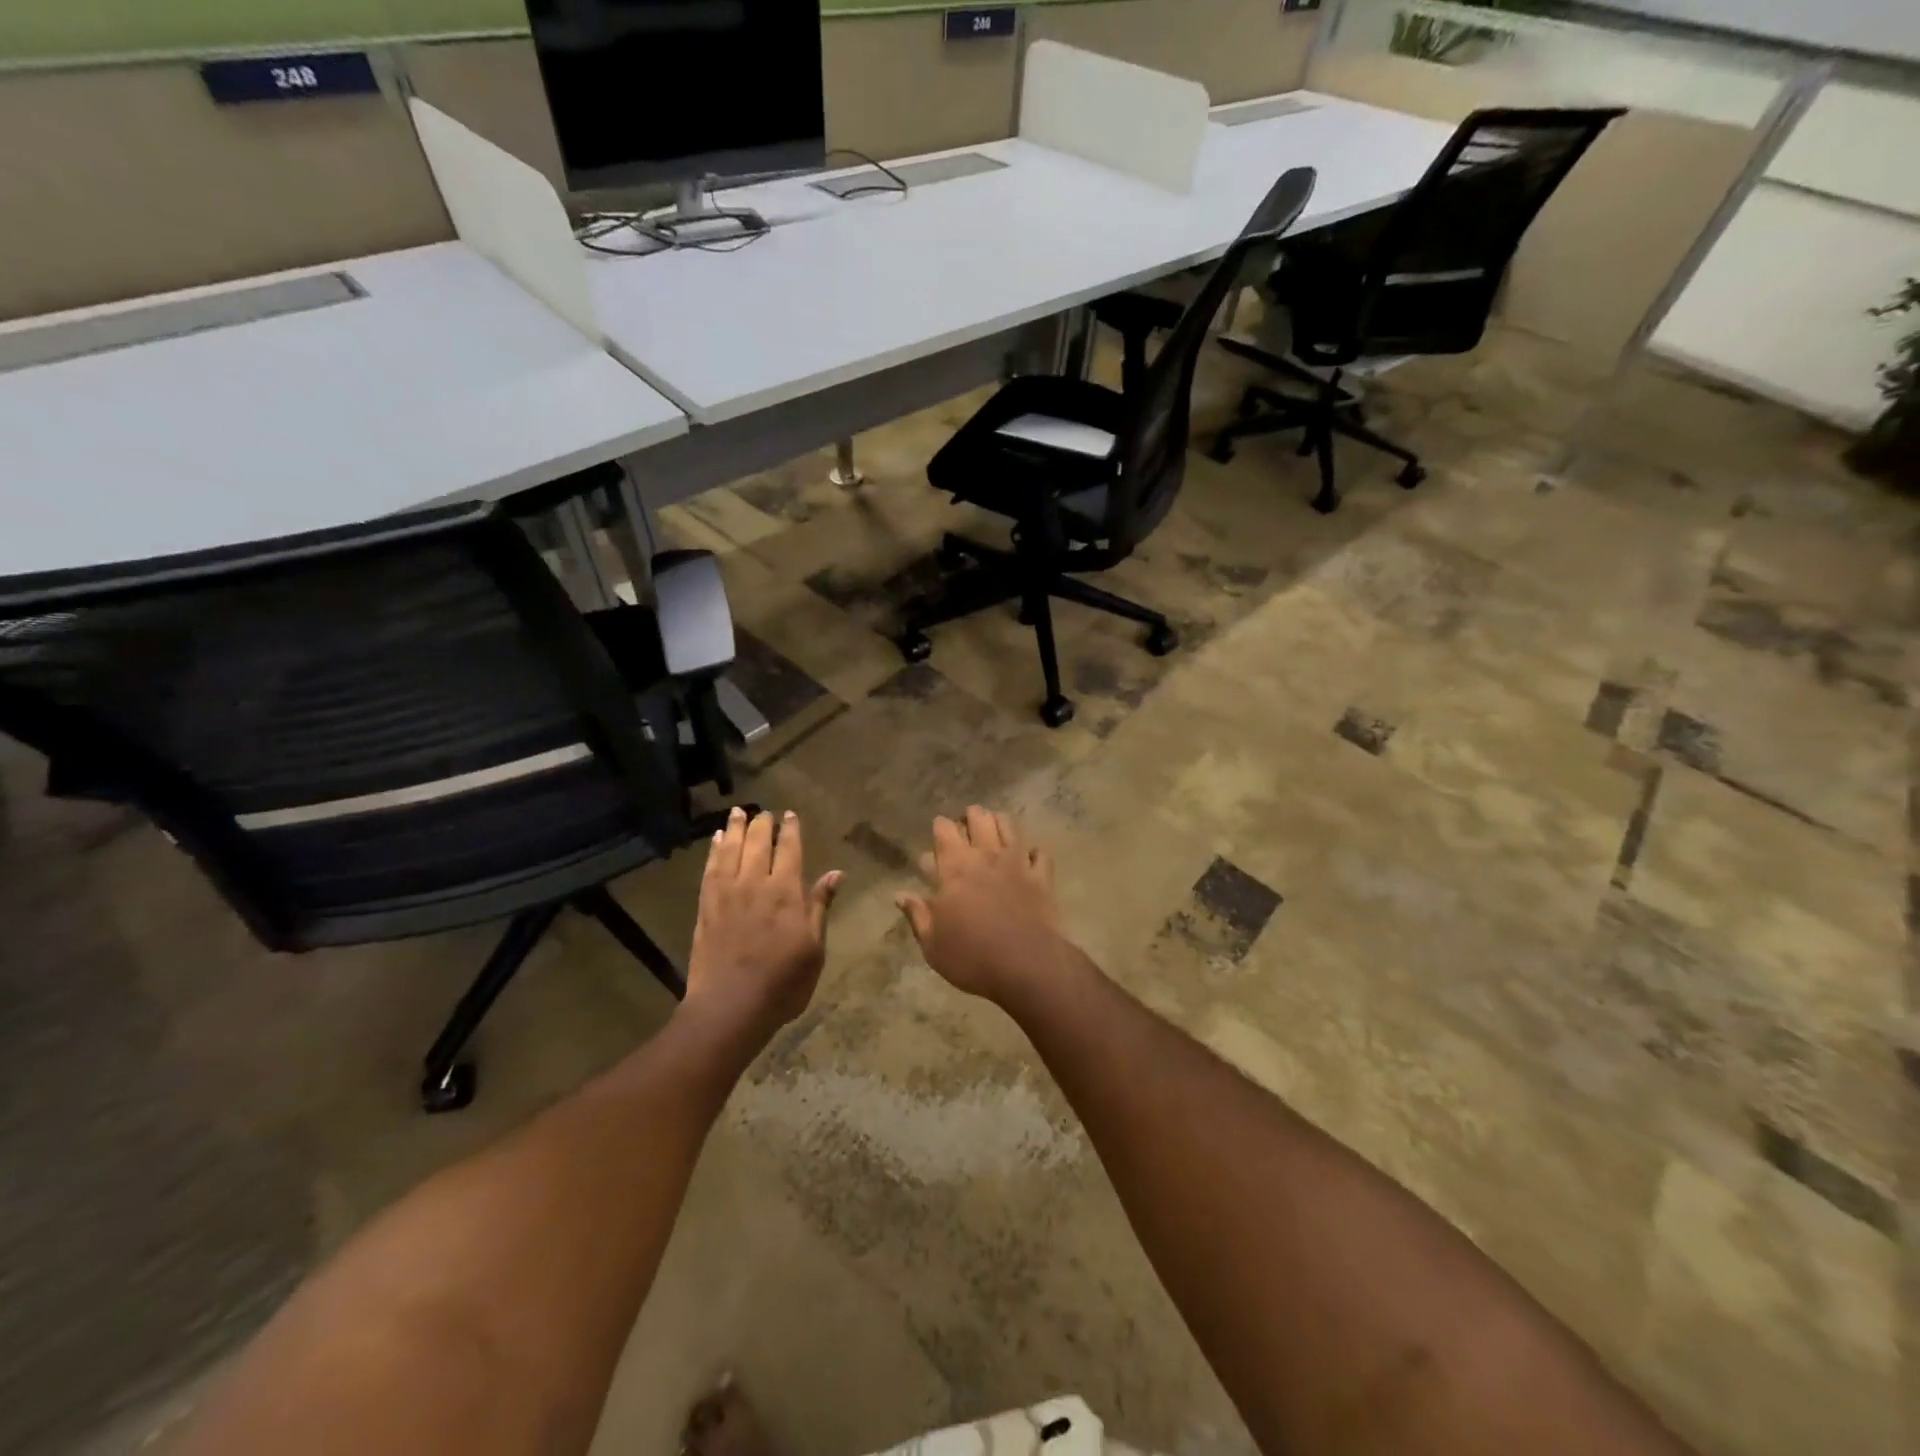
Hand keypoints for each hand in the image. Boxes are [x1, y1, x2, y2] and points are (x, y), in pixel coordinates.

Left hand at [685, 807, 840, 1050]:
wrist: (730, 1007)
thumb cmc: (783, 982)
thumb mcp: (814, 948)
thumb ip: (820, 906)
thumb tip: (836, 873)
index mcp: (786, 892)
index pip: (789, 850)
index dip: (790, 830)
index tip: (790, 815)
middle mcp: (755, 884)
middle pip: (758, 844)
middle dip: (762, 824)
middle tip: (764, 811)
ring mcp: (726, 894)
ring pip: (730, 850)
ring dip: (735, 829)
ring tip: (737, 813)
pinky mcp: (706, 907)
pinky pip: (709, 870)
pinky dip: (714, 851)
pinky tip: (716, 842)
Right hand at [896, 807, 1072, 1009]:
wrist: (1027, 966)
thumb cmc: (972, 956)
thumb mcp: (932, 944)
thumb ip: (917, 915)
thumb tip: (900, 895)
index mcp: (955, 868)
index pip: (944, 830)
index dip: (940, 827)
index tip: (938, 834)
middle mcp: (986, 856)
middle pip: (979, 817)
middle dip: (970, 817)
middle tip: (965, 830)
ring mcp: (1017, 863)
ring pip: (1008, 825)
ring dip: (998, 823)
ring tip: (993, 833)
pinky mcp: (1042, 877)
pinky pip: (1039, 853)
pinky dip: (1032, 853)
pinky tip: (1027, 860)